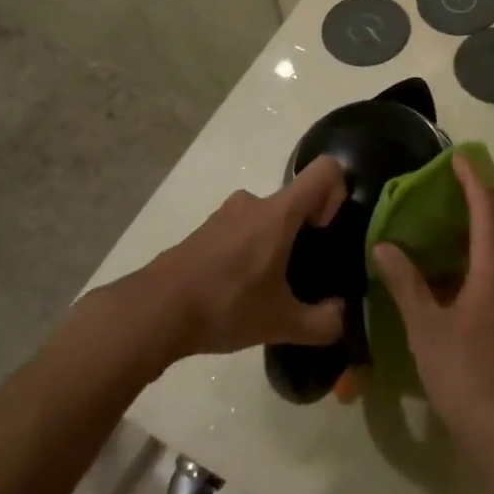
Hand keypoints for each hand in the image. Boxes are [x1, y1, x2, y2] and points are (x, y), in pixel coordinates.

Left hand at [135, 156, 347, 357]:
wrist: (153, 312)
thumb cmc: (225, 306)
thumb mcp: (282, 324)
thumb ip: (322, 323)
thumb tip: (339, 318)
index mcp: (279, 213)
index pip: (325, 170)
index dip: (337, 192)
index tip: (325, 231)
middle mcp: (253, 202)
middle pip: (295, 200)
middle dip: (305, 232)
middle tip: (299, 275)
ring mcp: (224, 215)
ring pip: (266, 217)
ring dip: (274, 244)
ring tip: (267, 288)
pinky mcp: (203, 231)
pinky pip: (240, 231)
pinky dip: (248, 252)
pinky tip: (236, 292)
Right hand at [371, 155, 493, 448]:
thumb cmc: (460, 369)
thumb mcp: (424, 324)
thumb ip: (405, 282)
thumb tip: (384, 246)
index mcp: (493, 271)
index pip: (487, 212)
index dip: (473, 182)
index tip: (458, 159)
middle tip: (472, 183)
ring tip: (474, 211)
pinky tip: (469, 259)